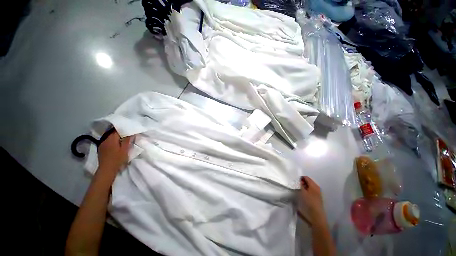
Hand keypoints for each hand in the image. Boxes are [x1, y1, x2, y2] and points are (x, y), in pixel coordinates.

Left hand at [97, 130, 131, 178]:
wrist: (107, 169)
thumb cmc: (117, 159)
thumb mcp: (125, 149)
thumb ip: (127, 140)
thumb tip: (131, 133)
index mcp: (111, 138)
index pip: (117, 129)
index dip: (123, 128)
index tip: (129, 128)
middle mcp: (105, 139)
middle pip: (112, 132)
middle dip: (120, 131)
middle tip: (128, 132)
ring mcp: (102, 144)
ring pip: (110, 136)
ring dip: (116, 136)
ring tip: (123, 137)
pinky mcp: (101, 148)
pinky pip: (108, 140)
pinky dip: (113, 140)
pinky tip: (117, 143)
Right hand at [298, 176, 325, 225]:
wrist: (316, 218)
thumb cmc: (309, 203)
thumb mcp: (303, 192)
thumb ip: (299, 185)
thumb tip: (296, 180)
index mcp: (314, 186)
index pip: (306, 177)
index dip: (299, 178)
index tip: (293, 181)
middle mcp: (316, 188)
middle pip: (307, 182)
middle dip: (300, 183)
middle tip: (294, 186)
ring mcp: (317, 194)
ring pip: (308, 187)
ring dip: (302, 187)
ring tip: (296, 190)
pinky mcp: (316, 199)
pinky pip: (309, 191)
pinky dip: (304, 191)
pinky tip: (300, 195)